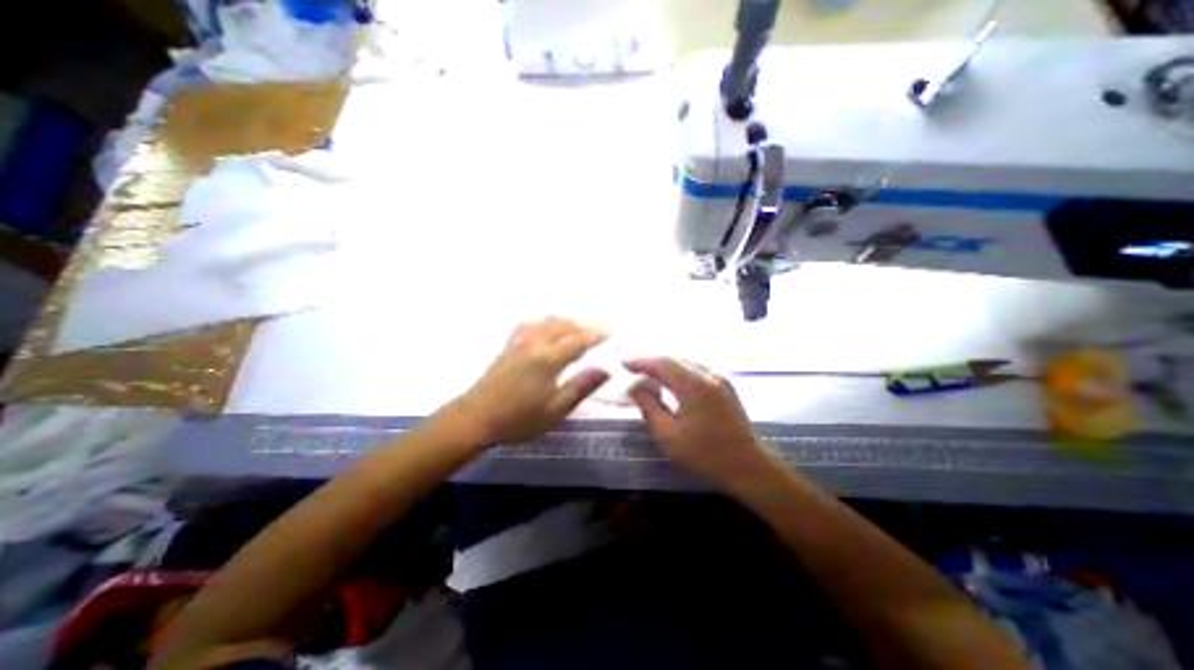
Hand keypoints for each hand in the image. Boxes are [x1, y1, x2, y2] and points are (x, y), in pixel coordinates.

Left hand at [449, 317, 610, 446]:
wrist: (475, 418)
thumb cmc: (518, 419)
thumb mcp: (555, 410)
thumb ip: (580, 387)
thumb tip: (605, 369)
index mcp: (548, 358)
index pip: (578, 340)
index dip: (596, 334)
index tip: (611, 332)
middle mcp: (535, 343)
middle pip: (563, 326)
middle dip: (583, 326)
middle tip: (598, 332)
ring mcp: (519, 342)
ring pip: (546, 322)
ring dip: (565, 322)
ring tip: (576, 329)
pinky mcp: (508, 346)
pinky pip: (530, 324)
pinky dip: (544, 322)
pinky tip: (545, 329)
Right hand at [626, 359, 773, 493]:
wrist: (749, 468)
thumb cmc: (704, 454)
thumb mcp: (668, 434)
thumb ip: (649, 405)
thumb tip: (635, 386)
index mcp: (693, 384)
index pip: (662, 362)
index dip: (641, 361)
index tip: (624, 363)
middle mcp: (708, 375)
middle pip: (675, 360)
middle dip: (653, 362)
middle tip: (634, 368)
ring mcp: (720, 380)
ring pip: (687, 364)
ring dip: (667, 367)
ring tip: (649, 374)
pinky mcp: (726, 388)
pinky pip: (698, 371)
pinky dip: (681, 373)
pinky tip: (673, 382)